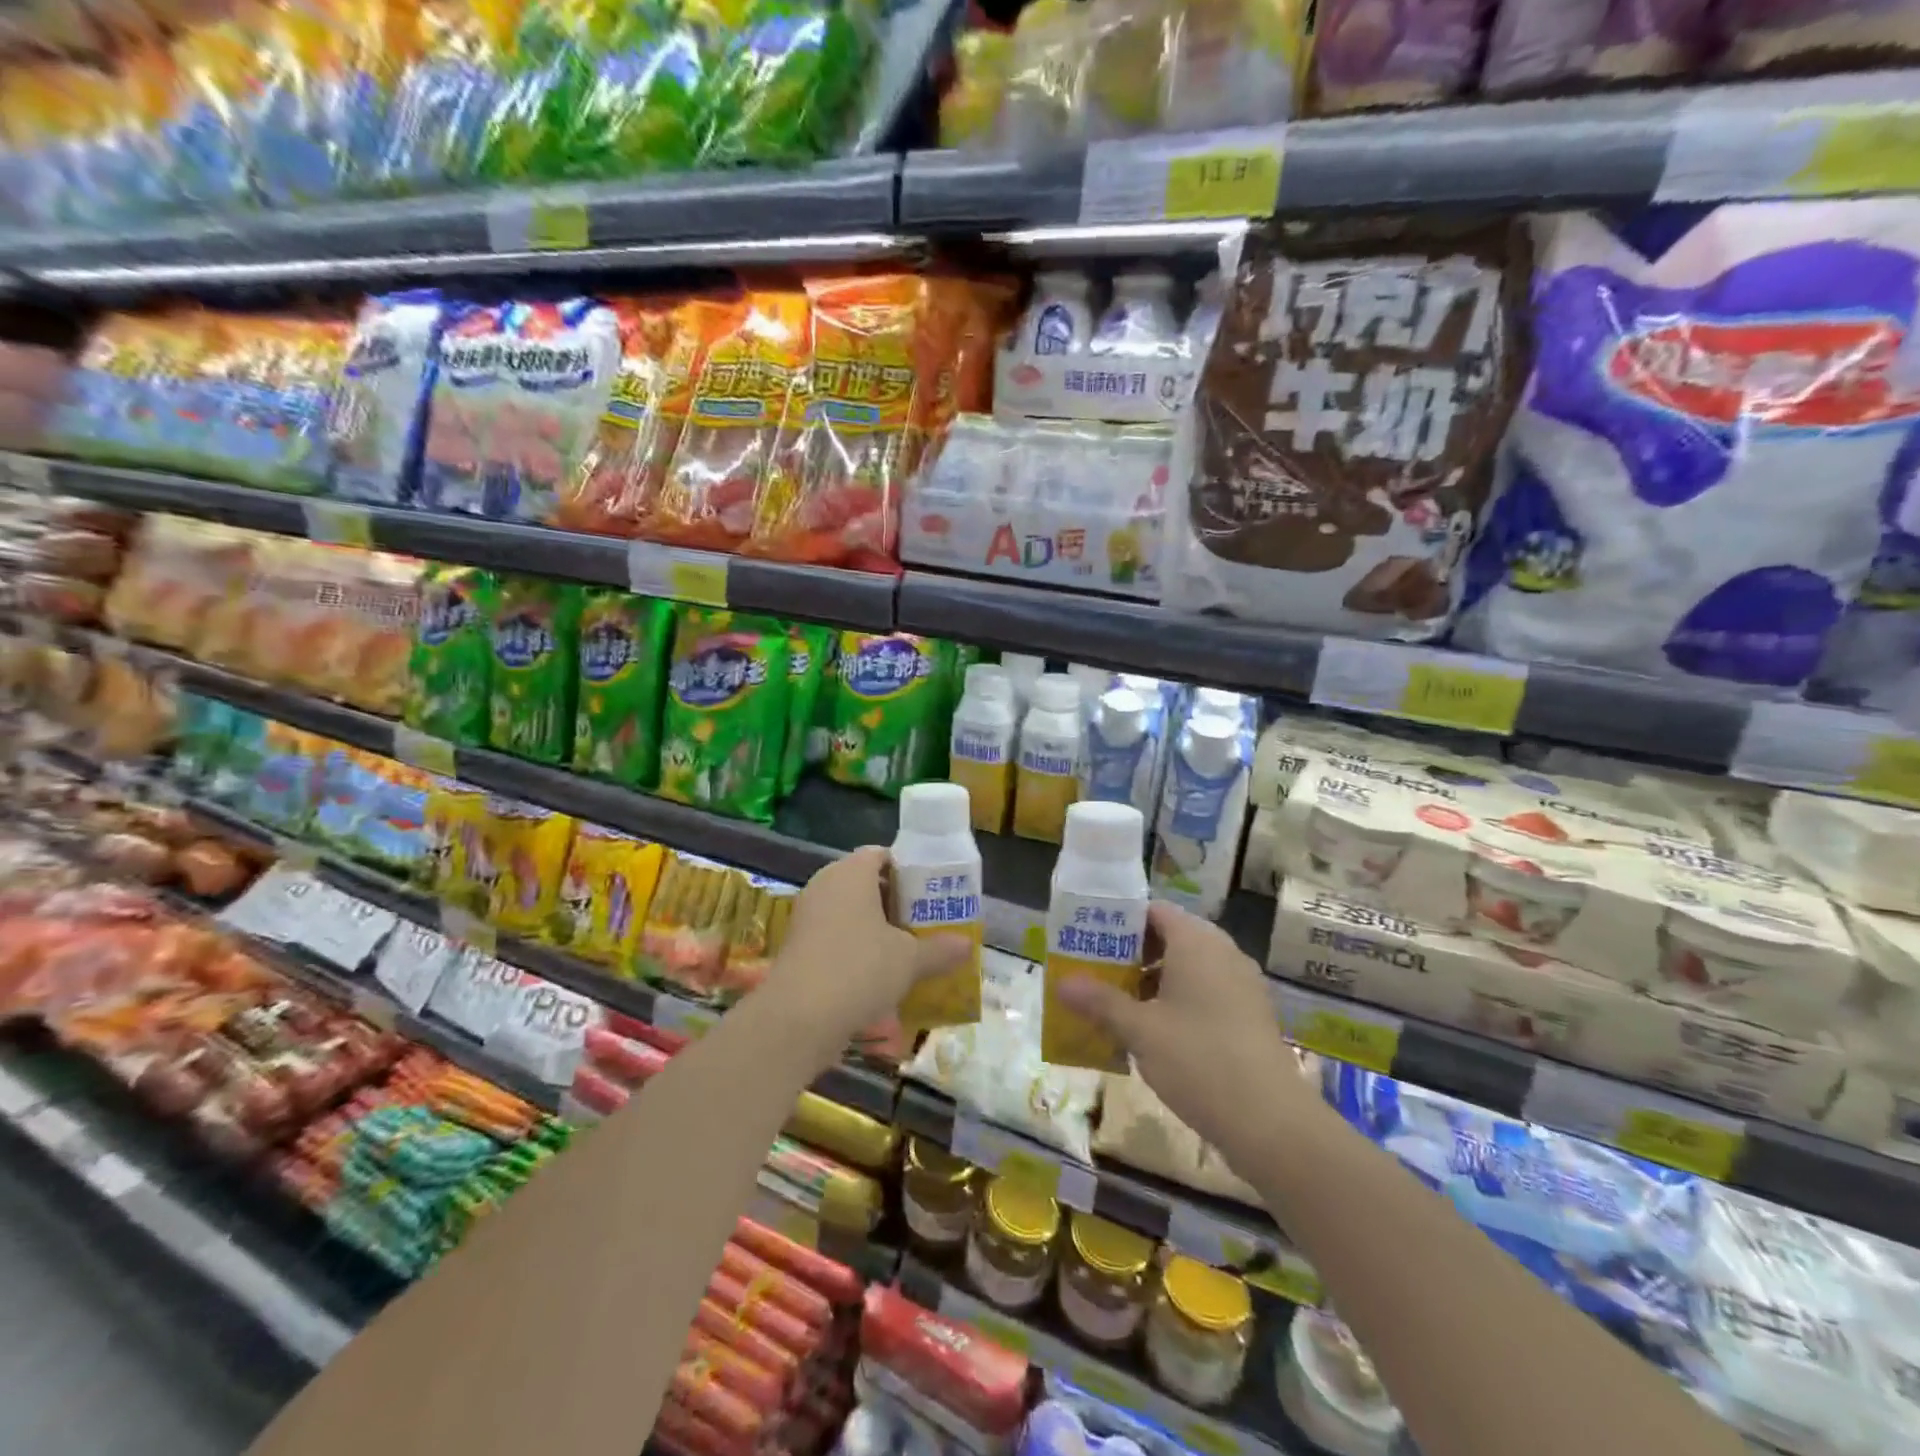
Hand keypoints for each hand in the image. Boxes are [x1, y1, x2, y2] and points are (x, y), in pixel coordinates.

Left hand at [764, 847, 969, 1056]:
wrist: (799, 1018)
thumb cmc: (860, 969)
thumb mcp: (910, 960)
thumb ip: (940, 949)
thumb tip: (968, 946)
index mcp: (851, 872)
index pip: (882, 855)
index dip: (908, 870)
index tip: (931, 892)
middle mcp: (825, 885)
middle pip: (866, 883)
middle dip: (895, 902)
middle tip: (924, 922)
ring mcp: (807, 916)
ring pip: (849, 912)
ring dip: (875, 928)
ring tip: (906, 950)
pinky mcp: (798, 946)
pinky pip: (834, 935)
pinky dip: (855, 947)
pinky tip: (878, 973)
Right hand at [1057, 901, 1308, 1169]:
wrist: (1271, 1122)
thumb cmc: (1198, 1060)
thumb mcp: (1140, 1030)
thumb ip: (1100, 1002)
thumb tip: (1061, 984)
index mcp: (1196, 942)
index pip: (1153, 911)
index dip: (1120, 921)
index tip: (1090, 939)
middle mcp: (1222, 952)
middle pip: (1170, 938)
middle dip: (1132, 954)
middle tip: (1096, 973)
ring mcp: (1241, 984)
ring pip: (1188, 968)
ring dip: (1153, 981)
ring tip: (1118, 1005)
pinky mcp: (1250, 1014)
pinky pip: (1207, 992)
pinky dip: (1179, 1001)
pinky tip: (1155, 1033)